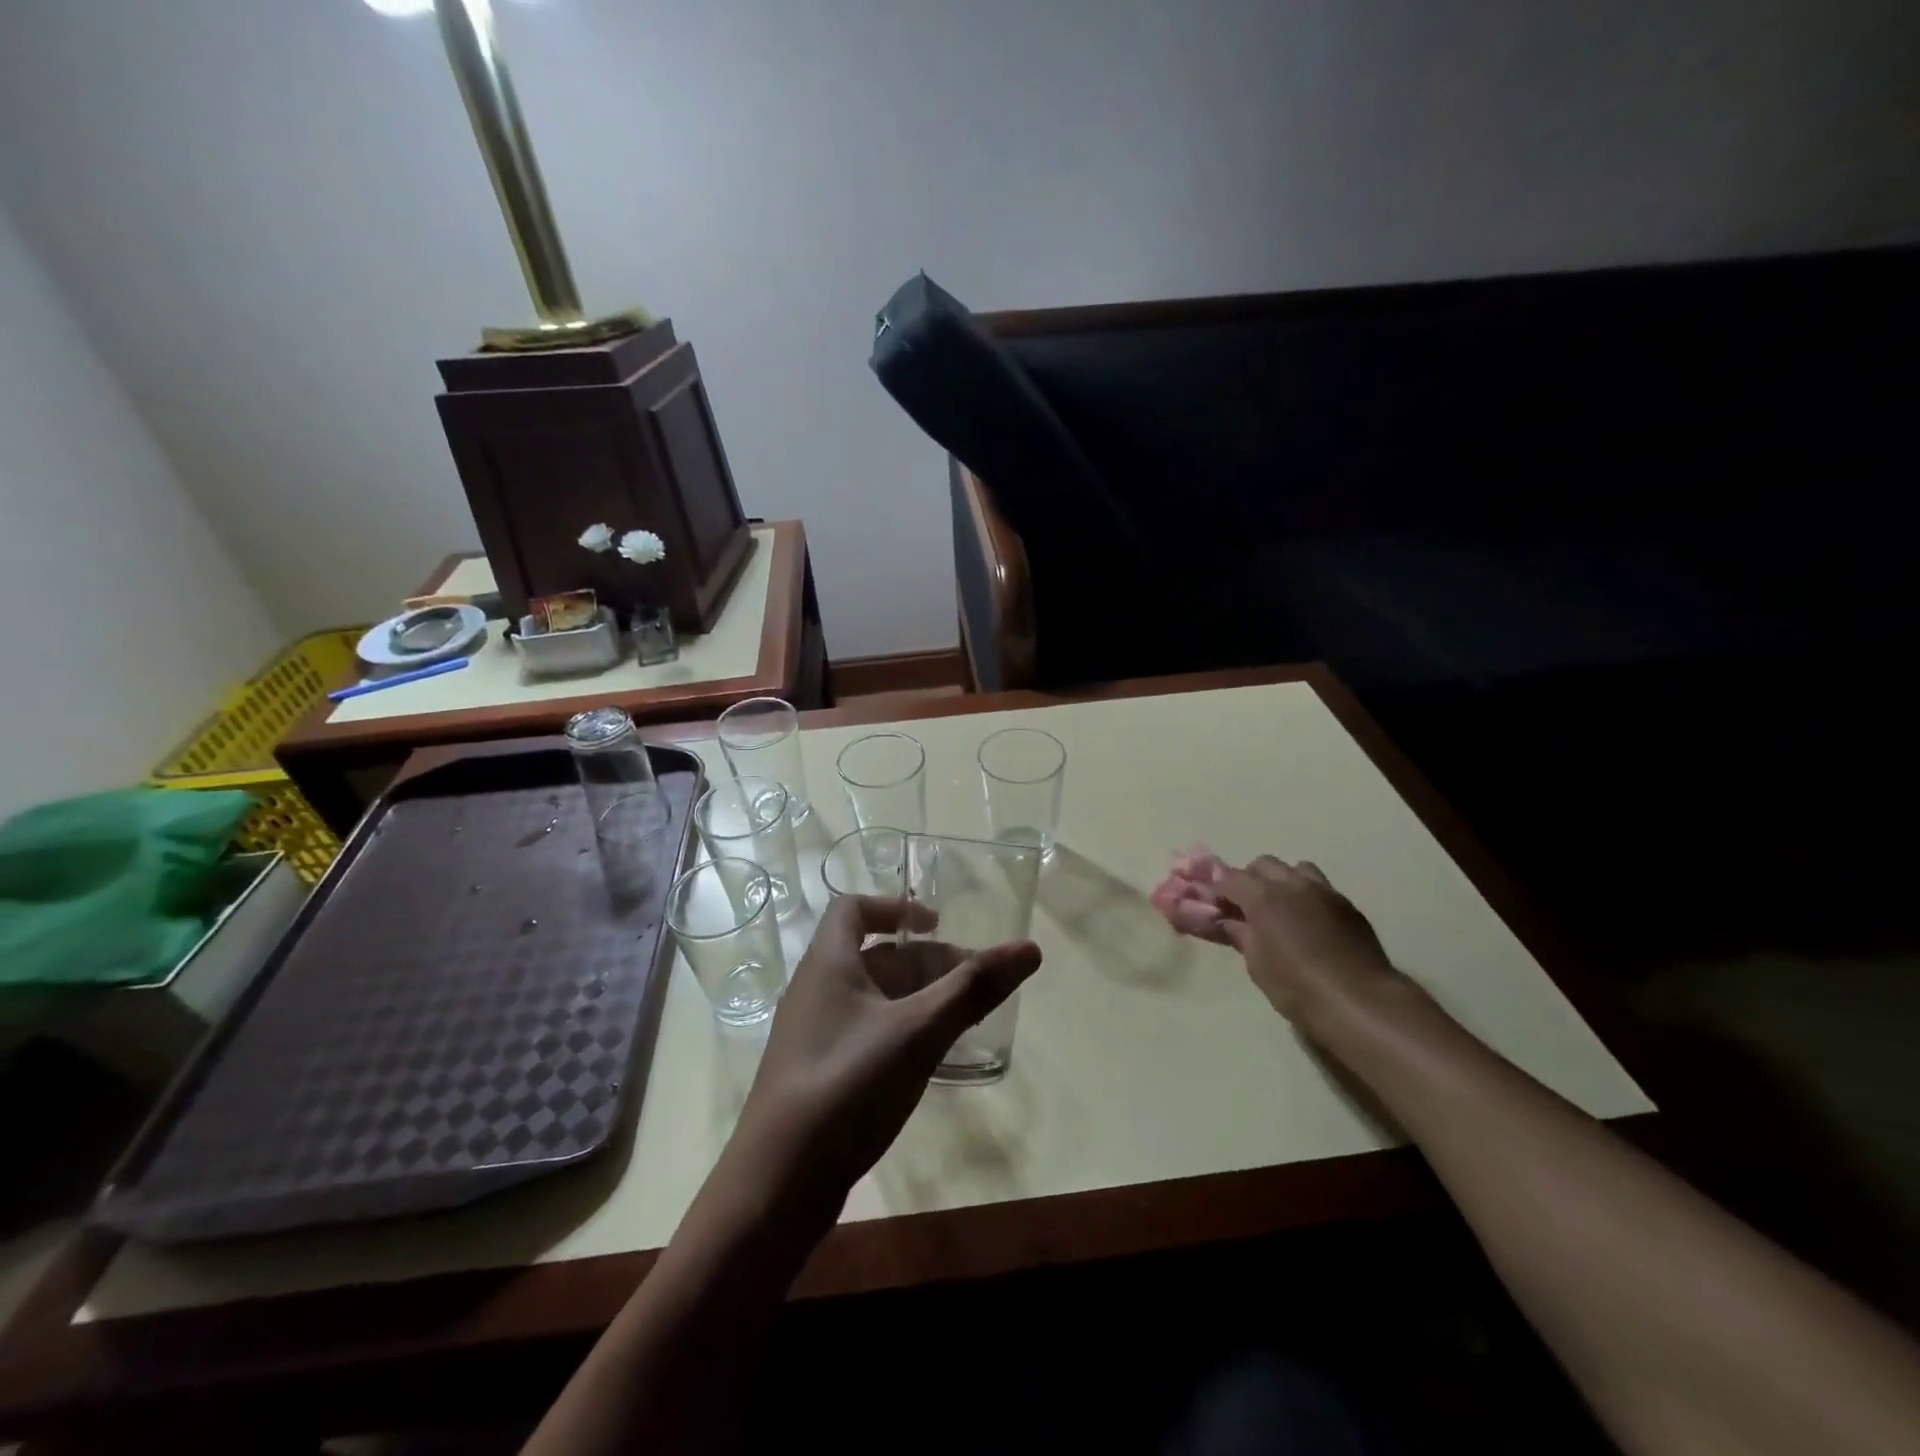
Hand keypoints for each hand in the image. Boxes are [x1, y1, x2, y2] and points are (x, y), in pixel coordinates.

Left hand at [727, 895, 1041, 1212]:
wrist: (778, 1184)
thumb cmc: (848, 1086)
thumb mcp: (918, 1031)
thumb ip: (973, 989)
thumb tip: (1028, 949)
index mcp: (828, 964)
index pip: (853, 908)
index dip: (896, 906)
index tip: (940, 925)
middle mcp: (815, 990)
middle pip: (875, 955)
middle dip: (927, 962)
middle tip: (975, 984)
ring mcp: (814, 1034)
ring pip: (874, 997)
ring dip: (919, 998)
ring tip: (965, 1019)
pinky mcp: (819, 1073)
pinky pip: (866, 1032)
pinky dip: (901, 1030)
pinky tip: (930, 1058)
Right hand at [1215, 857, 1399, 1023]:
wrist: (1361, 1002)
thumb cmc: (1296, 986)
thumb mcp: (1256, 963)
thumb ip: (1239, 933)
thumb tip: (1227, 921)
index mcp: (1263, 896)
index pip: (1229, 878)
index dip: (1218, 890)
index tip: (1213, 906)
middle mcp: (1293, 884)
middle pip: (1263, 865)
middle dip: (1250, 879)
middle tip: (1245, 907)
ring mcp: (1325, 892)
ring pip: (1297, 869)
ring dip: (1283, 881)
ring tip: (1281, 909)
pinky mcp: (1349, 906)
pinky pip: (1321, 888)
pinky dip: (1307, 896)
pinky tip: (1309, 923)